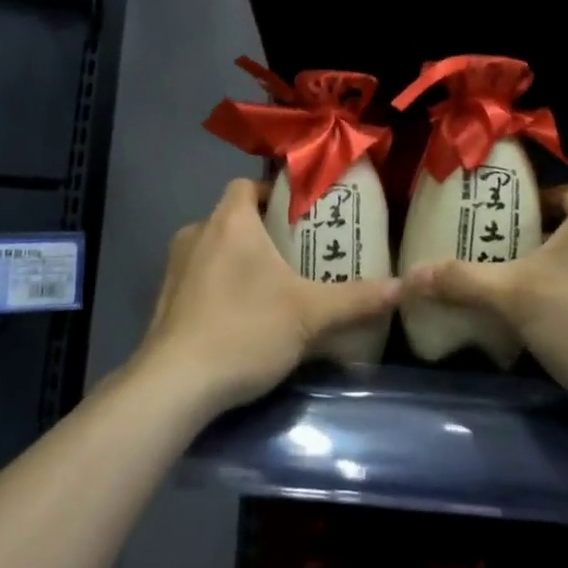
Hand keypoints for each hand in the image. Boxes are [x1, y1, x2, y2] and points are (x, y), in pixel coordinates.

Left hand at [136, 179, 399, 419]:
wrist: (175, 383)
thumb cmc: (244, 330)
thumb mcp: (309, 314)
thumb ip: (355, 299)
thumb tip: (402, 287)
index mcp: (229, 221)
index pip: (246, 184)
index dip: (272, 194)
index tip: (298, 217)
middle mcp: (197, 233)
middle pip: (233, 217)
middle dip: (262, 232)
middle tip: (296, 256)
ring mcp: (175, 267)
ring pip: (214, 248)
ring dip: (239, 261)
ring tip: (272, 288)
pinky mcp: (165, 300)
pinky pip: (198, 277)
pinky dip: (218, 286)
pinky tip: (240, 318)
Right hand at [403, 186, 567, 445]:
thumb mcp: (512, 296)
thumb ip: (460, 280)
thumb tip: (407, 277)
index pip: (558, 194)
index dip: (524, 207)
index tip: (493, 228)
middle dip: (534, 246)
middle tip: (496, 262)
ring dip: (557, 278)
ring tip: (518, 297)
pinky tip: (555, 331)